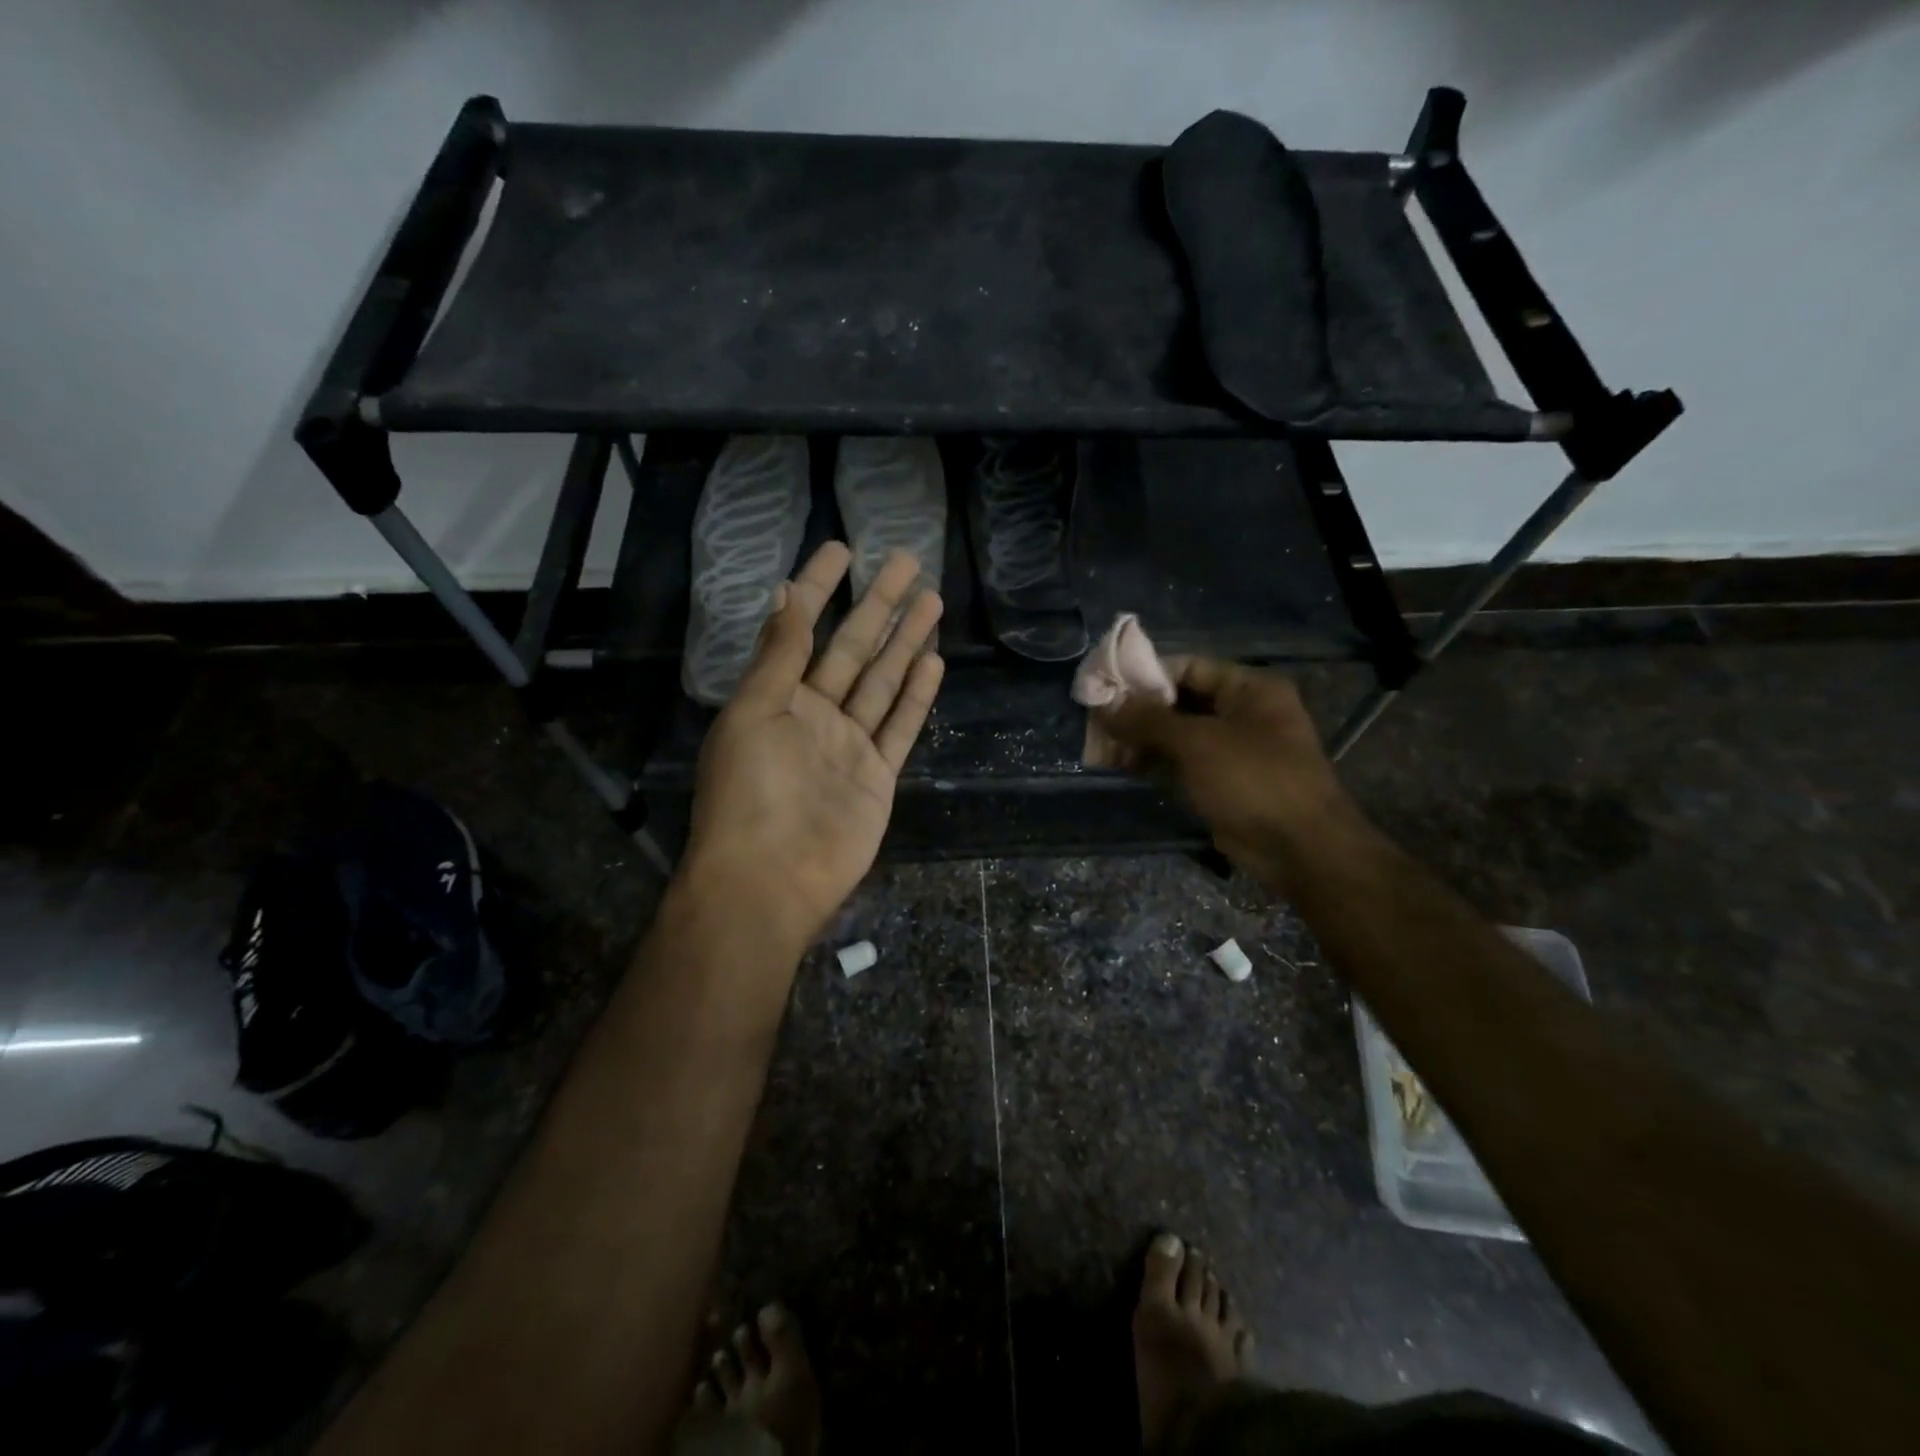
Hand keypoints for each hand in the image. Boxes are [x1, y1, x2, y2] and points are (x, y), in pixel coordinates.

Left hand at [679, 542, 944, 952]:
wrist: (770, 879)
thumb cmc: (749, 792)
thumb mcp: (754, 712)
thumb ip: (779, 655)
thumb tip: (785, 592)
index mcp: (776, 696)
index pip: (802, 628)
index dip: (820, 588)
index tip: (842, 550)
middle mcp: (815, 714)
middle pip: (855, 648)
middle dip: (879, 604)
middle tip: (908, 561)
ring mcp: (850, 745)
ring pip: (884, 681)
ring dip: (906, 641)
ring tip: (931, 600)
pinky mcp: (878, 776)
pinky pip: (901, 726)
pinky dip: (917, 696)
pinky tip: (932, 661)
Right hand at [1096, 658, 1357, 884]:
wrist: (1300, 850)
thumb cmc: (1254, 780)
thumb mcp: (1197, 742)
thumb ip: (1148, 720)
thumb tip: (1103, 703)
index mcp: (1249, 689)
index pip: (1188, 667)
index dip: (1145, 674)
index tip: (1104, 686)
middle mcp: (1242, 713)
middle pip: (1178, 702)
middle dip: (1136, 712)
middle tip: (1095, 723)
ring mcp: (1232, 750)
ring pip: (1176, 736)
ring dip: (1139, 740)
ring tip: (1099, 748)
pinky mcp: (1221, 783)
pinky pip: (1180, 764)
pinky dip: (1152, 763)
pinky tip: (1119, 767)